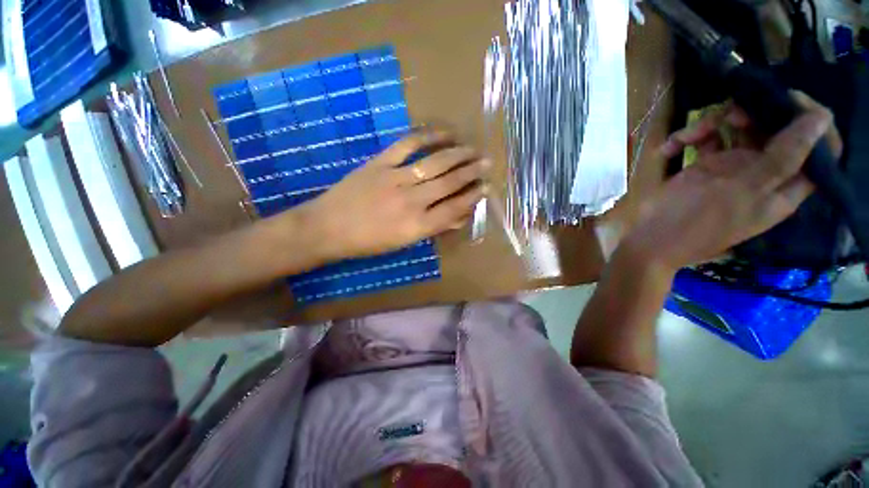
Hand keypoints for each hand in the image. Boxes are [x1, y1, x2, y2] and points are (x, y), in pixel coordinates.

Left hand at [297, 129, 487, 261]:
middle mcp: (411, 201)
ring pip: (434, 163)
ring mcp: (395, 178)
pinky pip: (408, 144)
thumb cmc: (368, 242)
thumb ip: (433, 228)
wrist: (327, 228)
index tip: (486, 187)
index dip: (472, 196)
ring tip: (473, 149)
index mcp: (417, 226)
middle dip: (471, 172)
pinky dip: (428, 136)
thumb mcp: (403, 242)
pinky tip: (444, 133)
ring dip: (458, 154)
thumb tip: (460, 217)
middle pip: (449, 183)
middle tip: (487, 163)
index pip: (454, 208)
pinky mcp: (380, 163)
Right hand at [623, 93, 839, 271]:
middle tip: (730, 117)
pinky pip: (704, 140)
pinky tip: (668, 149)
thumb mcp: (742, 192)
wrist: (650, 239)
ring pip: (737, 129)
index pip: (817, 148)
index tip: (786, 101)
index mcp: (782, 185)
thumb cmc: (696, 222)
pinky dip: (686, 139)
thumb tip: (822, 118)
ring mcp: (732, 168)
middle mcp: (762, 173)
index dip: (810, 121)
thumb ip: (784, 158)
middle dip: (754, 115)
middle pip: (775, 130)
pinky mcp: (704, 167)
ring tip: (687, 137)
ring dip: (711, 125)